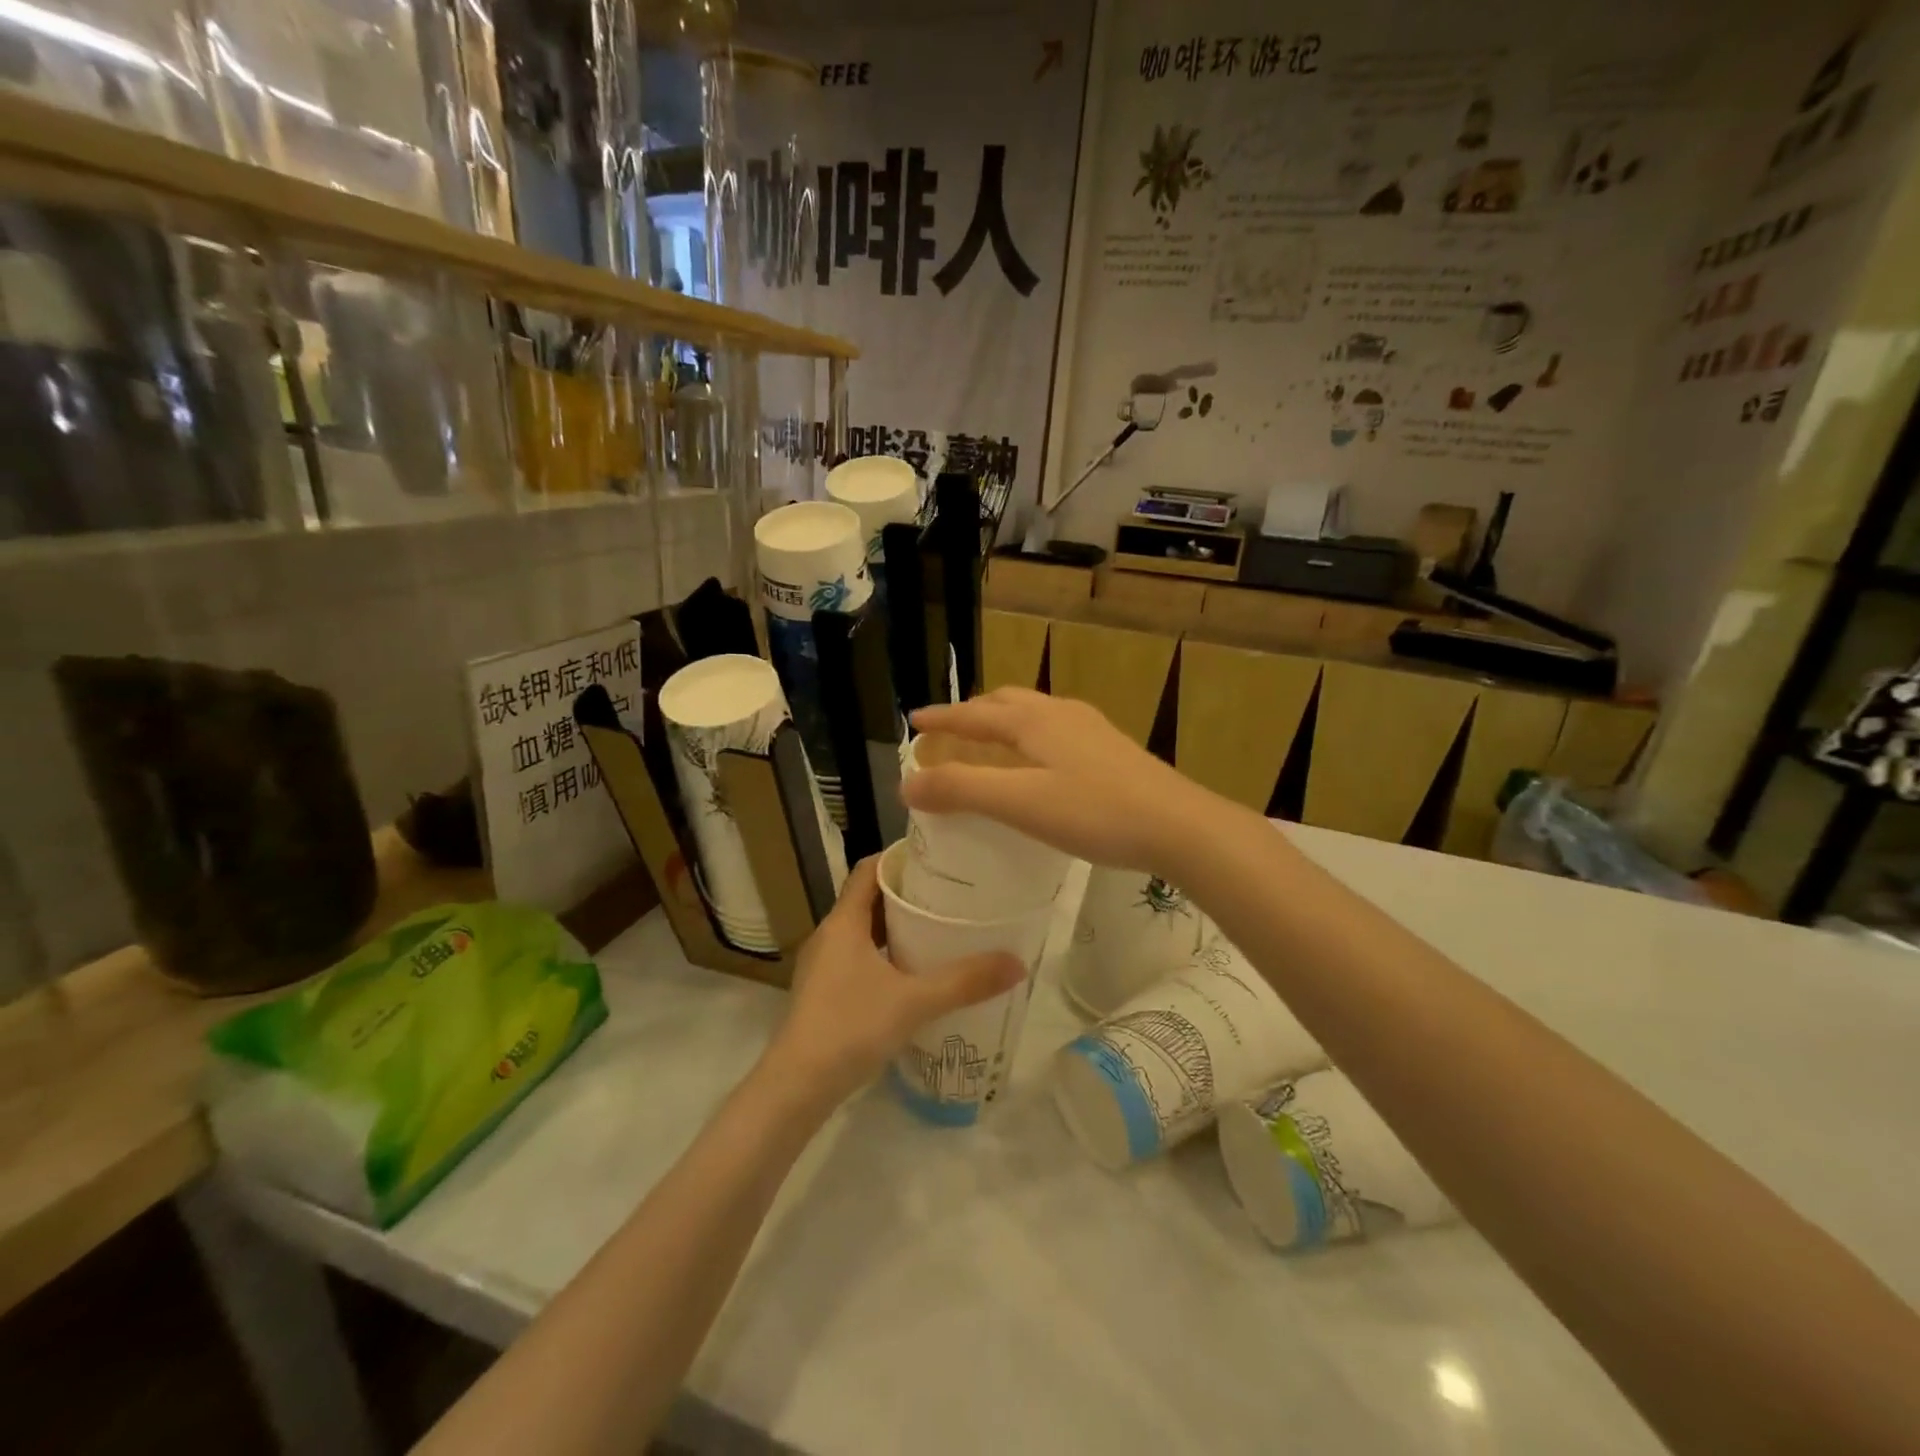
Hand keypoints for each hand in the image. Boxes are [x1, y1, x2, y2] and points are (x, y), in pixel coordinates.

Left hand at [765, 856, 1024, 1107]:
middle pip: (867, 899)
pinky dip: (885, 954)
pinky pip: (858, 957)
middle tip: (947, 892)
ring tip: (937, 928)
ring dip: (895, 926)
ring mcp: (823, 966)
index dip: (898, 857)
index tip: (935, 857)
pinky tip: (913, 974)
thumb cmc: (851, 1027)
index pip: (868, 870)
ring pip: (863, 931)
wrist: (797, 1086)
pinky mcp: (824, 992)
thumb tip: (1017, 963)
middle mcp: (829, 936)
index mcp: (843, 923)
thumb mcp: (915, 1002)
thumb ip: (965, 982)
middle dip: (905, 893)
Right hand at [903, 688, 1221, 875]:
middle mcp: (1060, 713)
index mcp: (1033, 721)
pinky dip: (1030, 738)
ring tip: (990, 744)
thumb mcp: (1020, 803)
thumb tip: (907, 783)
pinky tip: (1041, 764)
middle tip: (951, 732)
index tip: (914, 721)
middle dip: (973, 713)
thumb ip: (962, 790)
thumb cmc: (1094, 812)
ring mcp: (1091, 729)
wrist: (1178, 825)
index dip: (941, 718)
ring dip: (1004, 722)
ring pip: (1034, 714)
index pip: (974, 714)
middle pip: (1006, 703)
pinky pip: (1055, 731)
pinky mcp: (1111, 749)